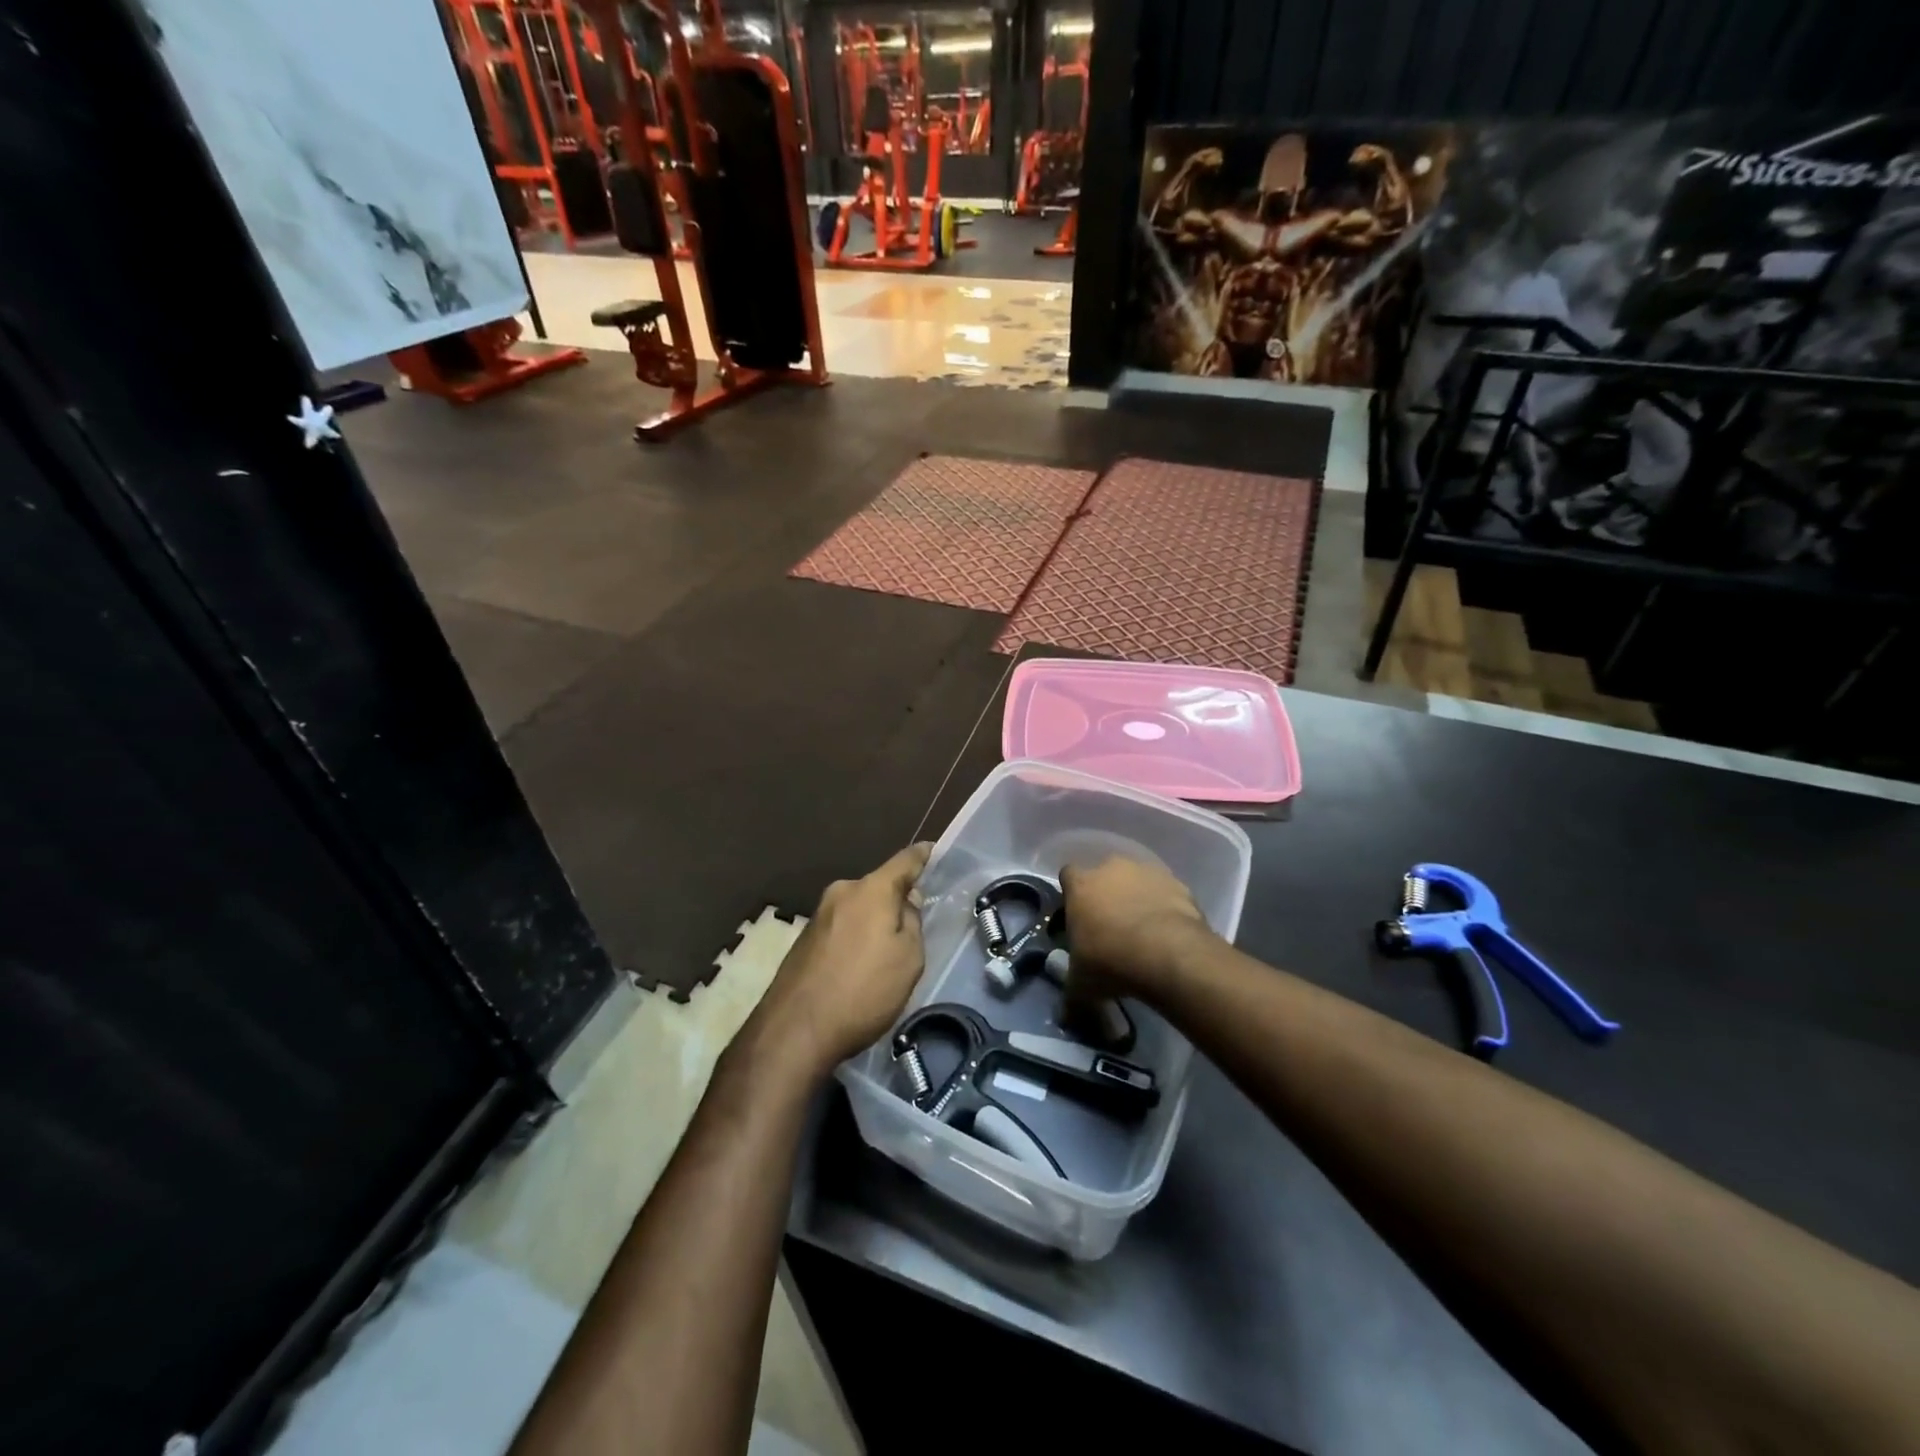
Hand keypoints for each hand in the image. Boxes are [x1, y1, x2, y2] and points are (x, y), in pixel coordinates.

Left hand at [748, 844, 931, 1080]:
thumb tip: (906, 900)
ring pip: (859, 909)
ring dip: (874, 921)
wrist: (795, 1030)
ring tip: (887, 953)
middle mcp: (842, 893)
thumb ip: (912, 921)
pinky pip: (841, 927)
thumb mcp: (908, 958)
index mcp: (871, 890)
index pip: (904, 861)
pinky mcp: (804, 939)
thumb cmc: (864, 990)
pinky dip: (855, 938)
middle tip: (915, 923)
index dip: (921, 855)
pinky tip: (859, 966)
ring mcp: (818, 915)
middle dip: (896, 899)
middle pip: (878, 886)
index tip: (933, 849)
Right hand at [1059, 855, 1212, 1001]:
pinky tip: (1168, 934)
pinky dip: (1165, 907)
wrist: (1168, 954)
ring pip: (1137, 881)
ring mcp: (1147, 871)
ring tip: (1143, 934)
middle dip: (1107, 896)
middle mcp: (1111, 868)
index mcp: (1080, 884)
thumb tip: (1063, 1017)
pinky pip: (1166, 893)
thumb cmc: (1111, 962)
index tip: (1077, 917)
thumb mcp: (1081, 986)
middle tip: (1111, 928)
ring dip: (1137, 899)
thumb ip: (1070, 995)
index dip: (1072, 896)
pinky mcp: (1178, 883)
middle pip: (1104, 875)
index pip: (1067, 876)